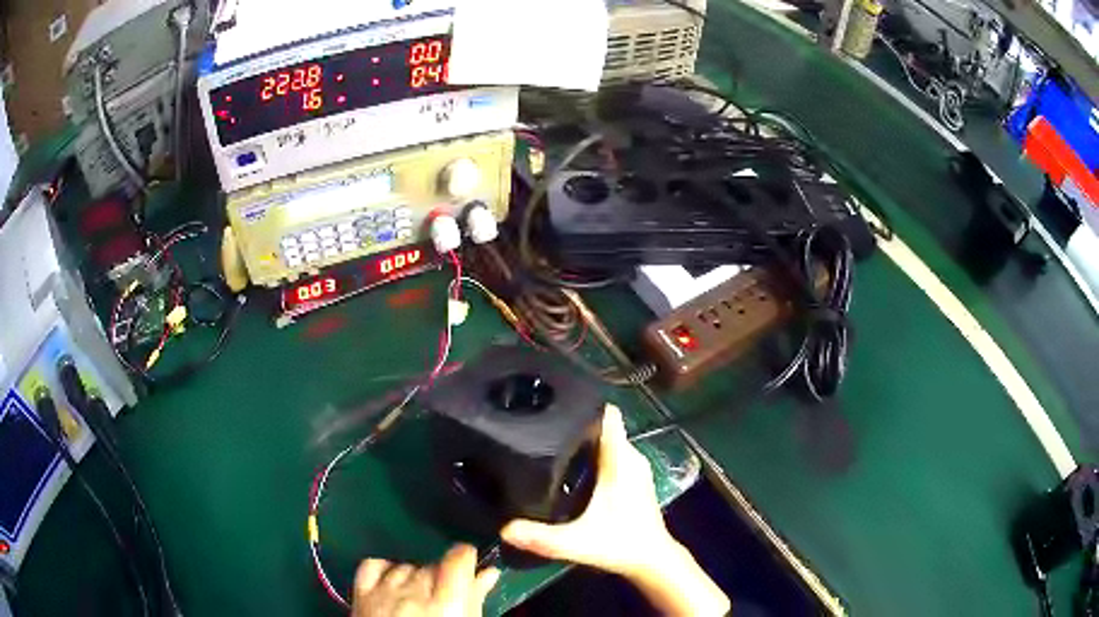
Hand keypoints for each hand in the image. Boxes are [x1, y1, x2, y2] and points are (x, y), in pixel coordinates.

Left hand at [352, 544, 499, 616]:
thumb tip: (488, 574)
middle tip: (445, 599)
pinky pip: (373, 565)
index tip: (470, 566)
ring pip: (406, 566)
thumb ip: (476, 599)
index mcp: (447, 603)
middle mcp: (415, 592)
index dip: (466, 558)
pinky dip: (385, 569)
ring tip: (420, 600)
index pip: (458, 557)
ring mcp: (385, 591)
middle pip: (432, 565)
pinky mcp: (362, 594)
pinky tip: (394, 582)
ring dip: (416, 577)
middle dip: (441, 577)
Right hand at [501, 405, 729, 615]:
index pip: (607, 416)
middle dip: (575, 421)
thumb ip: (542, 537)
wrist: (652, 559)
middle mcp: (630, 457)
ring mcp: (635, 466)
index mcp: (620, 461)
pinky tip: (570, 464)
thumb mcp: (577, 542)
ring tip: (549, 440)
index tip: (555, 400)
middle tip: (540, 423)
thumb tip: (504, 528)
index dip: (583, 404)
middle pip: (603, 425)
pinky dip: (593, 452)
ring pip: (607, 439)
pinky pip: (612, 452)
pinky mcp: (634, 477)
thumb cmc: (620, 544)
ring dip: (583, 437)